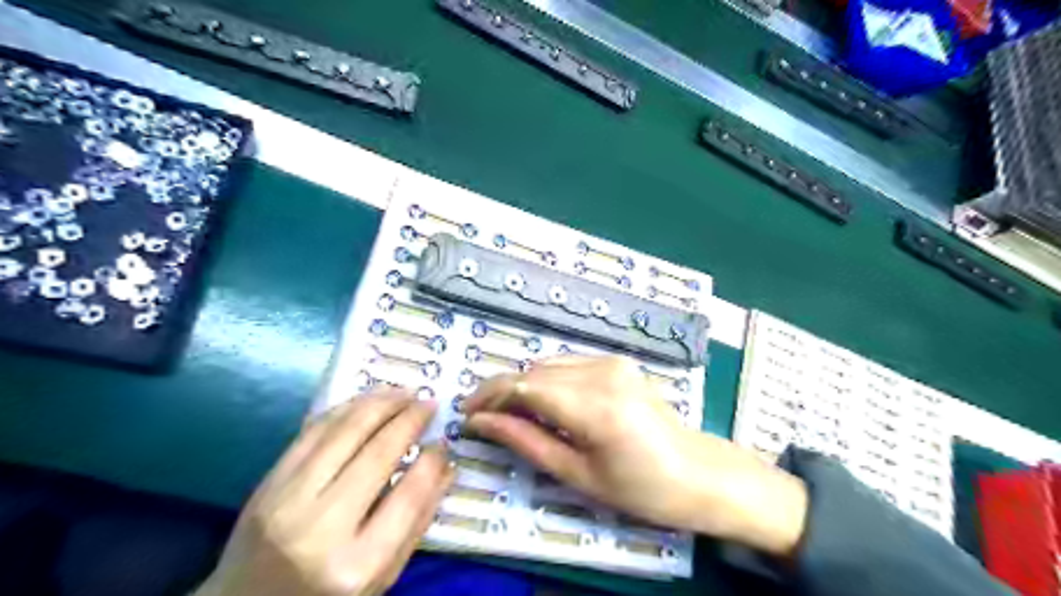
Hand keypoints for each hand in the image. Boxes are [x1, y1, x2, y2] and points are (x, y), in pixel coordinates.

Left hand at [196, 388, 454, 595]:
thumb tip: (445, 466)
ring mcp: (287, 500)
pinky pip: (314, 432)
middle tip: (430, 403)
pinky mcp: (268, 482)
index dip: (432, 461)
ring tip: (405, 392)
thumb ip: (417, 523)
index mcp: (356, 565)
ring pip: (344, 432)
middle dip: (410, 419)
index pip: (408, 495)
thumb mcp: (381, 578)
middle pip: (377, 454)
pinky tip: (368, 400)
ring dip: (380, 403)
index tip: (444, 441)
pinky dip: (346, 409)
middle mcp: (320, 528)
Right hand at [467, 360, 808, 559]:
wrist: (698, 473)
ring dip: (524, 385)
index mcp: (595, 406)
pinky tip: (546, 404)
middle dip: (503, 391)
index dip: (489, 397)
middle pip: (533, 370)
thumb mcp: (578, 475)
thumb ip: (526, 442)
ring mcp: (613, 362)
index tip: (466, 414)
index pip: (524, 386)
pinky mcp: (618, 361)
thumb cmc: (641, 489)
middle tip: (486, 420)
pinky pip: (568, 364)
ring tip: (513, 415)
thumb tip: (481, 423)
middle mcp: (602, 372)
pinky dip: (548, 380)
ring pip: (548, 364)